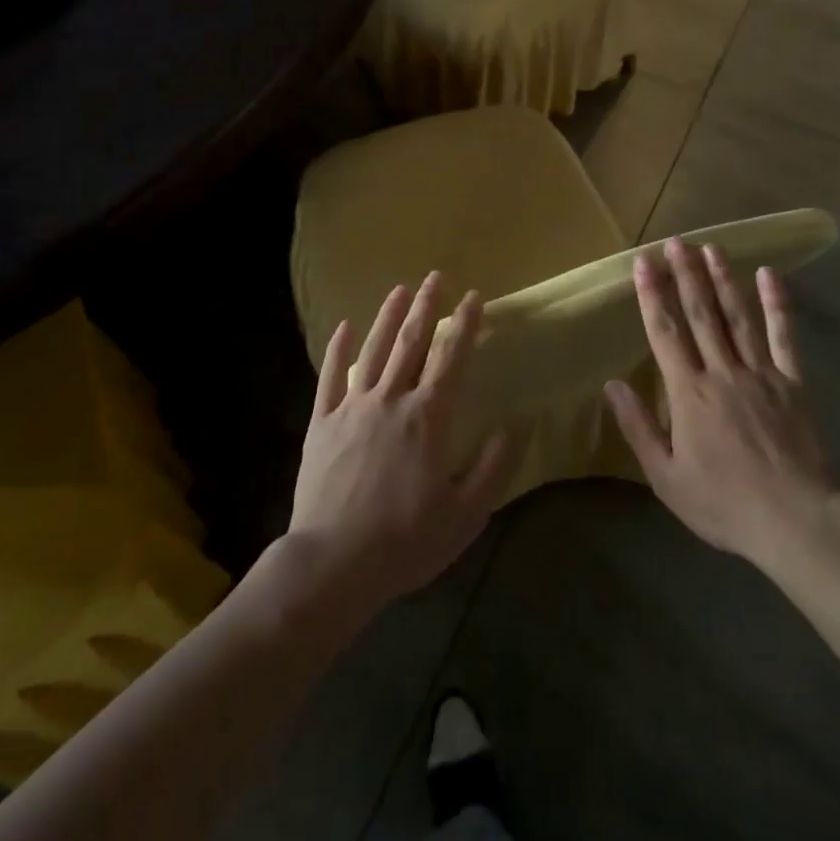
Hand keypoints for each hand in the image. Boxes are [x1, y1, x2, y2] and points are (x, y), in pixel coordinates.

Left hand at [290, 272, 518, 610]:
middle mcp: (391, 399)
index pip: (451, 357)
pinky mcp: (322, 422)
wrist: (333, 563)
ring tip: (399, 289)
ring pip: (373, 349)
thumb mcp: (466, 514)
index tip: (474, 297)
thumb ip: (494, 467)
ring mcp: (352, 407)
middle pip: (411, 342)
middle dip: (426, 306)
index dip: (465, 324)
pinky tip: (344, 326)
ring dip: (388, 316)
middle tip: (434, 277)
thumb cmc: (405, 541)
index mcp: (428, 417)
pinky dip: (338, 349)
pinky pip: (330, 377)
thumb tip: (517, 425)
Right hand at [604, 240, 838, 572]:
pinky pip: (783, 337)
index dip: (653, 295)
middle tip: (676, 242)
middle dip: (685, 275)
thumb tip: (612, 385)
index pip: (665, 333)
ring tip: (711, 248)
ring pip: (737, 316)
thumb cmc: (724, 503)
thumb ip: (639, 427)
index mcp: (689, 393)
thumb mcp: (666, 477)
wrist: (795, 521)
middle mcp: (722, 372)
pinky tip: (769, 276)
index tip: (643, 262)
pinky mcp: (792, 383)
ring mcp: (760, 373)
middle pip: (700, 314)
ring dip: (722, 279)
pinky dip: (777, 305)